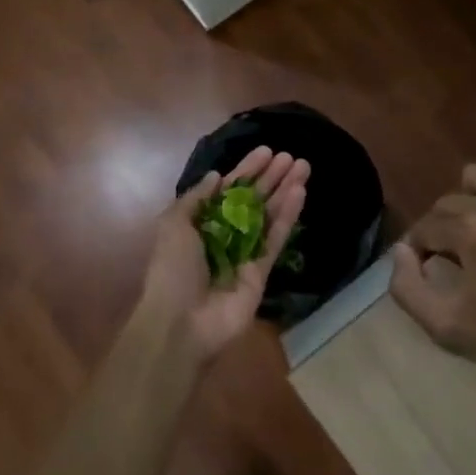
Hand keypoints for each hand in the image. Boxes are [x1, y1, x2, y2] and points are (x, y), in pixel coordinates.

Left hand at [138, 145, 308, 362]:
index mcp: (200, 224)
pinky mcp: (261, 271)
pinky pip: (276, 239)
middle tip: (291, 156)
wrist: (182, 323)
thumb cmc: (172, 270)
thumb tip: (216, 176)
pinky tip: (299, 193)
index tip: (266, 151)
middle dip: (271, 178)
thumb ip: (196, 199)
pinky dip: (288, 216)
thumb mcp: (173, 225)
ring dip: (285, 191)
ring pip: (268, 216)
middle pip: (252, 201)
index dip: (246, 171)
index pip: (227, 191)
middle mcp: (224, 236)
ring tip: (303, 167)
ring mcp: (244, 253)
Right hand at [390, 149, 475, 393]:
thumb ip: (408, 289)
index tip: (428, 272)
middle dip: (441, 229)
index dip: (420, 252)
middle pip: (447, 204)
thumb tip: (399, 252)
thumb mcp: (447, 328)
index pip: (423, 229)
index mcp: (465, 233)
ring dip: (467, 199)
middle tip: (454, 260)